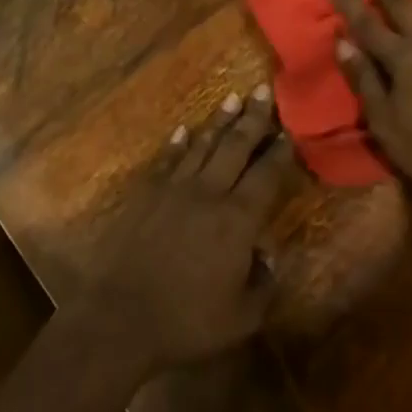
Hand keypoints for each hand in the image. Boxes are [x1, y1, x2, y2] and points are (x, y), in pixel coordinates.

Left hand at [86, 87, 297, 374]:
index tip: (289, 131)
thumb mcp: (241, 318)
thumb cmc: (186, 321)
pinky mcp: (148, 193)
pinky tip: (184, 130)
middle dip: (252, 118)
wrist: (122, 315)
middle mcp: (209, 192)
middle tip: (263, 90)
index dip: (279, 153)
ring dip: (219, 122)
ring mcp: (175, 188)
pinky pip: (168, 159)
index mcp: (237, 220)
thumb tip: (270, 256)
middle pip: (235, 147)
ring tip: (232, 99)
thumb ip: (263, 285)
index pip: (265, 176)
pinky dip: (178, 143)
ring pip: (203, 145)